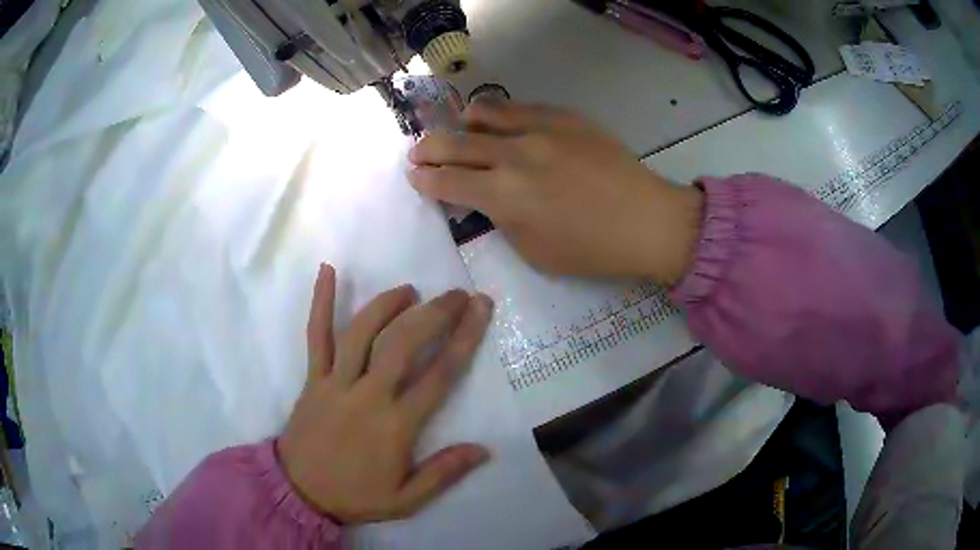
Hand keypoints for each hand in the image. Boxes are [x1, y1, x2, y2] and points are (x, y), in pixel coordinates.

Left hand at [278, 264, 493, 523]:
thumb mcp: (406, 500)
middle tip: (455, 294)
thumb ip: (444, 473)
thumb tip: (484, 449)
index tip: (480, 308)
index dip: (464, 338)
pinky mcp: (313, 378)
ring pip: (361, 332)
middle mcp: (367, 395)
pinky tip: (327, 271)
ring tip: (408, 290)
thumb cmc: (355, 495)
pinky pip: (316, 336)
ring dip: (386, 304)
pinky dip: (321, 302)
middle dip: (433, 313)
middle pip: (402, 343)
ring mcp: (335, 382)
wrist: (299, 492)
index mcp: (395, 425)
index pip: (438, 374)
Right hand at [408, 103, 703, 284]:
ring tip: (460, 129)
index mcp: (504, 197)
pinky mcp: (565, 117)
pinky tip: (500, 122)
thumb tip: (485, 197)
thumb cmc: (591, 250)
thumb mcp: (533, 252)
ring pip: (484, 113)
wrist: (646, 220)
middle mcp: (514, 155)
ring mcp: (541, 129)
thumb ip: (501, 219)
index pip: (446, 182)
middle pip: (454, 143)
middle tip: (418, 152)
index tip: (414, 176)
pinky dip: (500, 114)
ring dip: (462, 123)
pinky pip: (521, 107)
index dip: (423, 180)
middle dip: (427, 148)